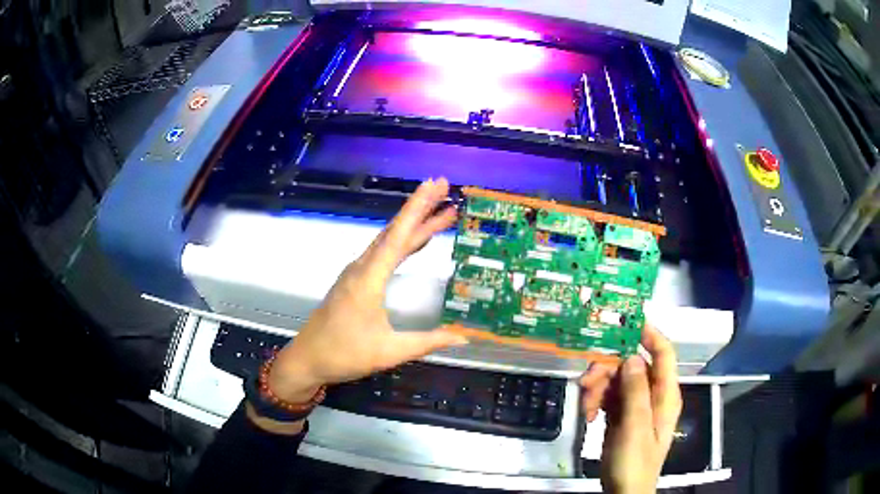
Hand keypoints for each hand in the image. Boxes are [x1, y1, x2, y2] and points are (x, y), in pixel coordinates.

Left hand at [265, 178, 467, 407]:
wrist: (308, 359)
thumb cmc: (344, 354)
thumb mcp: (389, 351)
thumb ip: (427, 342)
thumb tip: (463, 337)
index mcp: (368, 279)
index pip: (397, 236)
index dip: (417, 208)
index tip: (433, 185)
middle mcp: (362, 268)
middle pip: (394, 231)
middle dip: (420, 208)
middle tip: (443, 188)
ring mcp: (357, 273)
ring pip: (389, 241)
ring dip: (413, 225)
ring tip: (440, 211)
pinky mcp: (355, 282)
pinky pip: (383, 254)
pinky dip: (402, 242)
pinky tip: (416, 241)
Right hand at [599, 325, 682, 493]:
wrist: (623, 491)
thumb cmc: (635, 462)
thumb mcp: (636, 428)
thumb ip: (636, 392)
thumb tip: (632, 357)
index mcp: (665, 395)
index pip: (664, 354)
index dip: (650, 334)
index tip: (628, 321)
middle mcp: (652, 395)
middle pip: (633, 367)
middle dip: (609, 369)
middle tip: (588, 379)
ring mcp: (636, 407)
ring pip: (617, 381)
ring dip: (599, 388)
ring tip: (585, 405)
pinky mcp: (621, 417)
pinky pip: (608, 398)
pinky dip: (596, 402)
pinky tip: (587, 414)